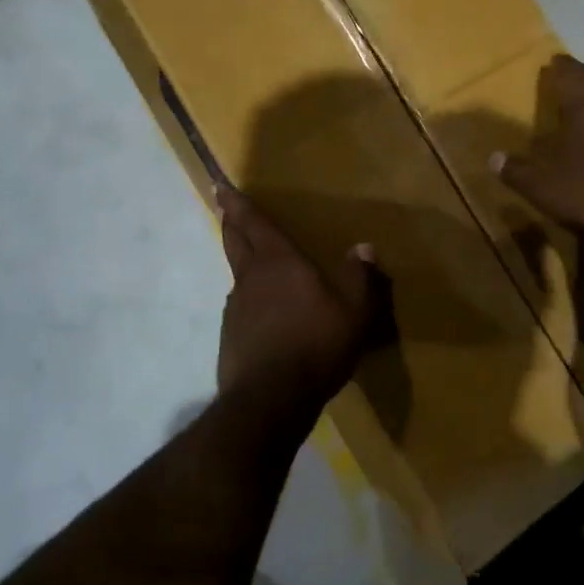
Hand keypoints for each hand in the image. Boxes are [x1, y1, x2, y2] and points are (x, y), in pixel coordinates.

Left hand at [216, 186, 384, 407]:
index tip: (219, 185)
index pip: (255, 223)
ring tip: (250, 259)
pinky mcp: (230, 336)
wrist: (271, 399)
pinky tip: (259, 312)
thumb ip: (359, 278)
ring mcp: (236, 308)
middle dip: (232, 222)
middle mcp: (252, 278)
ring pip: (236, 274)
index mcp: (280, 262)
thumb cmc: (317, 345)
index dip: (237, 203)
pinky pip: (240, 306)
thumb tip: (364, 247)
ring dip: (240, 260)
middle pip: (236, 241)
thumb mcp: (354, 312)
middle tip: (224, 207)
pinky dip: (248, 299)